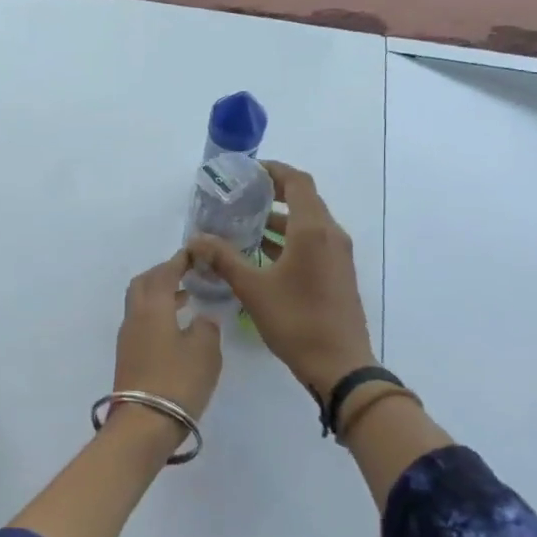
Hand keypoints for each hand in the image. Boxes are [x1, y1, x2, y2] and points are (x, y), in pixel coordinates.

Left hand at [111, 247, 222, 440]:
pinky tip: (176, 327)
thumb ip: (206, 328)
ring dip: (160, 295)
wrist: (144, 424)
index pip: (164, 273)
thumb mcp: (205, 351)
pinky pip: (141, 322)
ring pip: (140, 303)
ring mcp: (128, 338)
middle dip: (163, 274)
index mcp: (153, 307)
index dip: (179, 260)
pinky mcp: (128, 357)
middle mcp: (135, 316)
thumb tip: (202, 318)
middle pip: (144, 284)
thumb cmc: (178, 381)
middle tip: (186, 273)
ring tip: (185, 298)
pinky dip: (157, 314)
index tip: (194, 253)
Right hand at [188, 161, 374, 398]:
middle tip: (240, 197)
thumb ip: (224, 259)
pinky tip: (263, 256)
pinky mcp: (338, 274)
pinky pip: (314, 243)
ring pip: (309, 224)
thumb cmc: (296, 321)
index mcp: (313, 230)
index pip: (297, 182)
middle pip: (304, 200)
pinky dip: (290, 240)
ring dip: (280, 221)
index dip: (274, 170)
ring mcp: (338, 256)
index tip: (248, 172)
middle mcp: (331, 235)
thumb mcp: (253, 288)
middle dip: (273, 195)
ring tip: (245, 226)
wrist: (340, 365)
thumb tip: (196, 239)